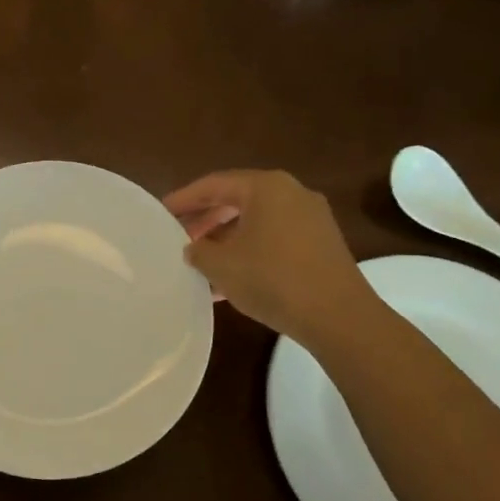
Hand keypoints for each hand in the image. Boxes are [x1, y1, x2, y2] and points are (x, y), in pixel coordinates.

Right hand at [164, 170, 370, 341]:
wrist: (338, 316)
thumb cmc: (272, 280)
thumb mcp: (222, 266)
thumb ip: (198, 251)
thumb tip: (193, 247)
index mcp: (265, 187)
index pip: (214, 184)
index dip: (184, 199)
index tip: (161, 212)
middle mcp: (291, 193)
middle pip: (237, 200)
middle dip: (205, 220)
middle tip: (179, 237)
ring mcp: (311, 218)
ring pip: (256, 221)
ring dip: (226, 239)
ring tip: (200, 262)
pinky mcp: (321, 243)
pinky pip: (274, 238)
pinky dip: (249, 250)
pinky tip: (230, 279)